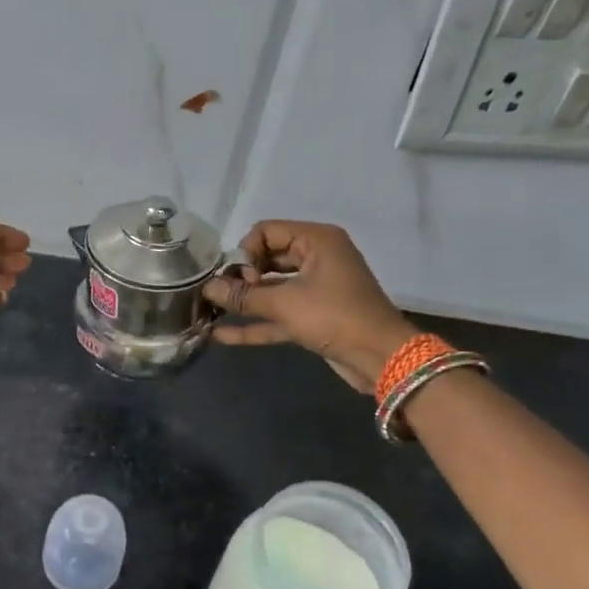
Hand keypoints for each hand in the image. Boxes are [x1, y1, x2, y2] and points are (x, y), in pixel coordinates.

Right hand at [202, 220, 416, 392]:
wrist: (381, 357)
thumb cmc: (334, 317)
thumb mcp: (285, 304)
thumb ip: (243, 296)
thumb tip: (207, 288)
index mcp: (316, 240)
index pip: (266, 231)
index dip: (246, 252)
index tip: (241, 279)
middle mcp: (316, 258)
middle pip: (267, 258)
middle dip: (241, 276)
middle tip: (222, 295)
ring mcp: (315, 289)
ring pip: (271, 289)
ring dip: (244, 301)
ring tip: (209, 310)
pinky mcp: (313, 317)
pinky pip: (278, 314)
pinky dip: (255, 323)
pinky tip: (222, 335)